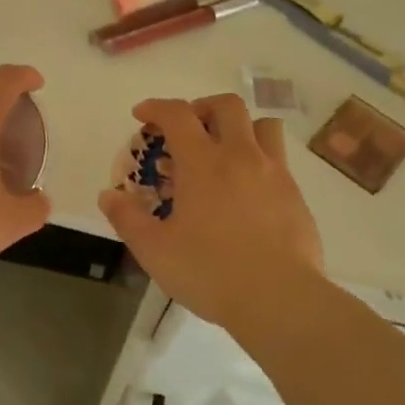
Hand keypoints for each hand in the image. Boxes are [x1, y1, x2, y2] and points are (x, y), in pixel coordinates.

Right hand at [98, 94, 324, 333]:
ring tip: (224, 151)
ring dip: (240, 127)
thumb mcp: (154, 250)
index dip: (156, 107)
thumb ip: (127, 218)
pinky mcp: (296, 195)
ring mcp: (274, 173)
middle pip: (226, 105)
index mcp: (203, 163)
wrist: (280, 299)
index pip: (177, 114)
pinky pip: (279, 159)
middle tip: (187, 130)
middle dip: (201, 107)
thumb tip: (109, 195)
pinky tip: (247, 190)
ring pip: (263, 125)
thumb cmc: (210, 271)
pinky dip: (259, 160)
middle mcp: (241, 156)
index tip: (142, 115)